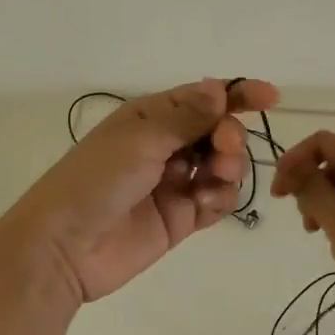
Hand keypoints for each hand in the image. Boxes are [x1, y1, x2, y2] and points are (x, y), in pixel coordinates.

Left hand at [0, 78, 280, 304]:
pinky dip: (219, 200)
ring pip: (222, 167)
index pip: (203, 98)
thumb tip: (218, 87)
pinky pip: (216, 202)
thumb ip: (186, 116)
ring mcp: (174, 183)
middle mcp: (165, 146)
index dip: (237, 94)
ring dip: (228, 168)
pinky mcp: (180, 219)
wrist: (64, 246)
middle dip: (229, 136)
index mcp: (151, 117)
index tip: (270, 97)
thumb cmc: (97, 179)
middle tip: (223, 148)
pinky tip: (203, 206)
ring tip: (214, 179)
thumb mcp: (140, 138)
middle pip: (218, 131)